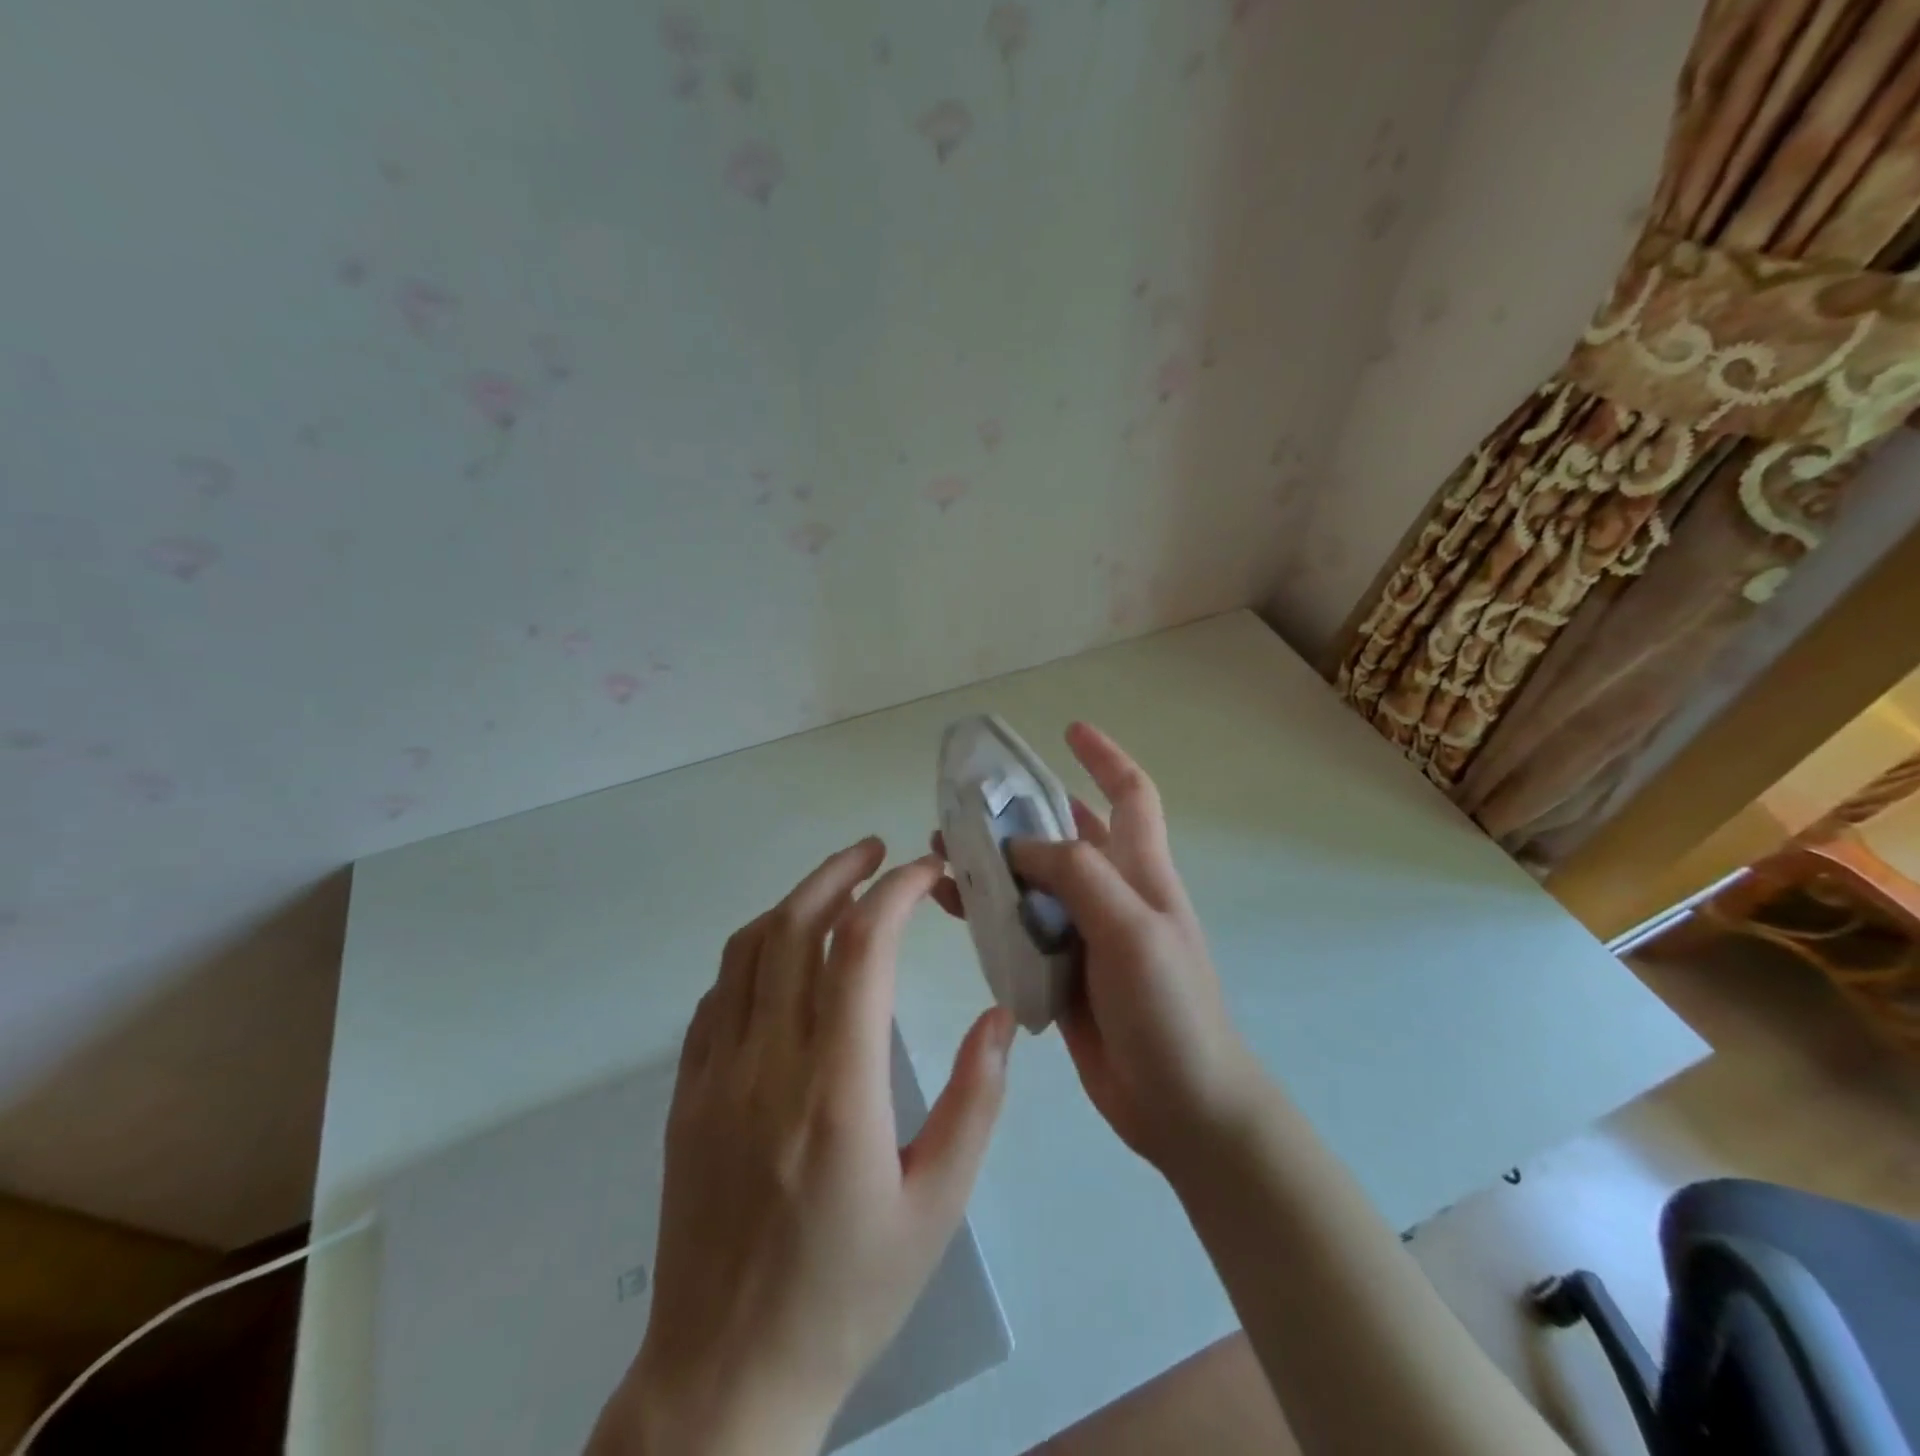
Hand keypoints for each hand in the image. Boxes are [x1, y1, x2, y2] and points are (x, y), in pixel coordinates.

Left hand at [589, 839, 1015, 1455]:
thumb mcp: (937, 1209)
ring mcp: (715, 1075)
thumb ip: (975, 1103)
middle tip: (877, 850)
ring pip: (748, 949)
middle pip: (795, 927)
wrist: (724, 1379)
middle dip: (839, 872)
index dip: (896, 891)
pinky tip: (785, 954)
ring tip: (836, 884)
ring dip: (794, 900)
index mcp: (837, 1092)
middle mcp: (767, 1065)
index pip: (861, 949)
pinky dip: (756, 951)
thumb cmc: (846, 1295)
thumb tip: (1000, 1016)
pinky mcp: (686, 1094)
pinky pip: (718, 994)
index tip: (927, 871)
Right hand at [933, 723, 1264, 1176]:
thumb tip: (1018, 848)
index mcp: (1140, 871)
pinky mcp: (1061, 973)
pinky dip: (989, 915)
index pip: (1129, 794)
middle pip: (1065, 835)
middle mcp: (1112, 894)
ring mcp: (1086, 935)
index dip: (1104, 756)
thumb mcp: (1131, 927)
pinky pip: (1019, 931)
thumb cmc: (1168, 1008)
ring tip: (941, 851)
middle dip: (1021, 813)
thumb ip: (1077, 876)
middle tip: (966, 804)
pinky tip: (954, 909)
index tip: (1069, 729)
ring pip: (1033, 882)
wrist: (1182, 1106)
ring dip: (993, 863)